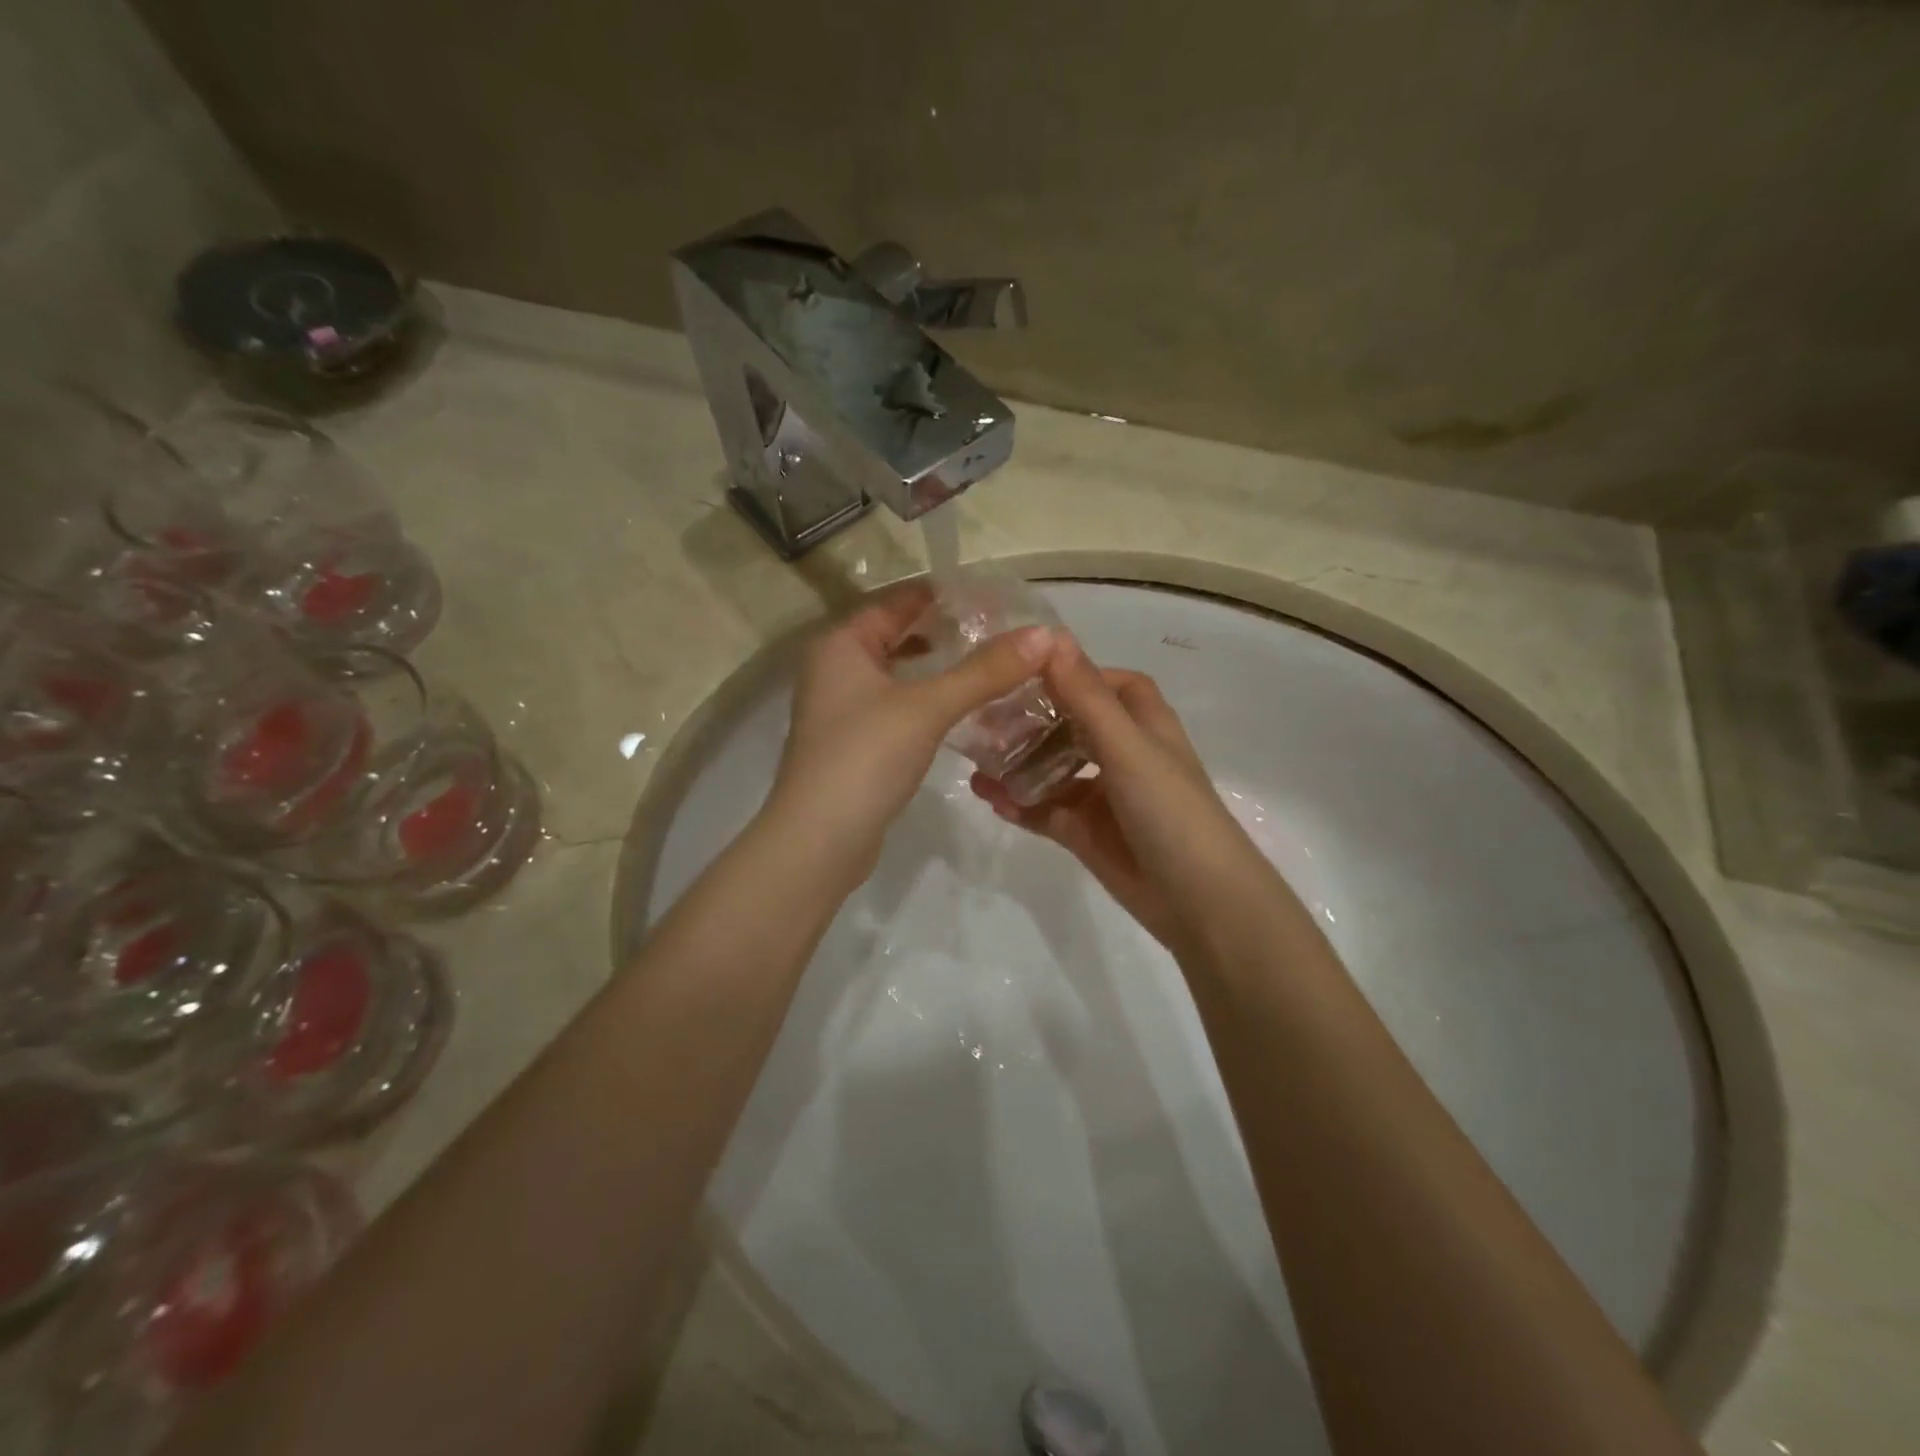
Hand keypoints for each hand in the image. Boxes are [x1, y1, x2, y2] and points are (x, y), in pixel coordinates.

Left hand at [768, 580, 1052, 882]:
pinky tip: (962, 711)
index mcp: (841, 644)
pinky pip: (896, 707)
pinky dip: (926, 702)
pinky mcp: (854, 744)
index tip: (991, 597)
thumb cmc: (866, 756)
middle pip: (896, 636)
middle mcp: (834, 669)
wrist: (820, 840)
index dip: (942, 595)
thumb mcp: (928, 707)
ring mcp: (841, 710)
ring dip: (937, 670)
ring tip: (989, 667)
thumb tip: (1043, 635)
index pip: (896, 601)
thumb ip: (984, 671)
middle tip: (999, 632)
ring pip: (898, 675)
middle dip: (944, 633)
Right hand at [970, 636, 1264, 956]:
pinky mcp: (1085, 833)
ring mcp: (1103, 796)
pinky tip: (989, 797)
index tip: (1024, 670)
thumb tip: (1052, 636)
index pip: (1108, 684)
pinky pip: (1045, 810)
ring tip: (975, 758)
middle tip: (983, 717)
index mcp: (1144, 726)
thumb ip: (1086, 696)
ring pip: (1053, 769)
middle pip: (1071, 725)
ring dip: (1019, 763)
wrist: (1197, 900)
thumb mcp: (1127, 747)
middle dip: (1031, 720)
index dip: (1073, 674)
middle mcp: (1123, 755)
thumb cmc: (1169, 810)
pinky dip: (1020, 803)